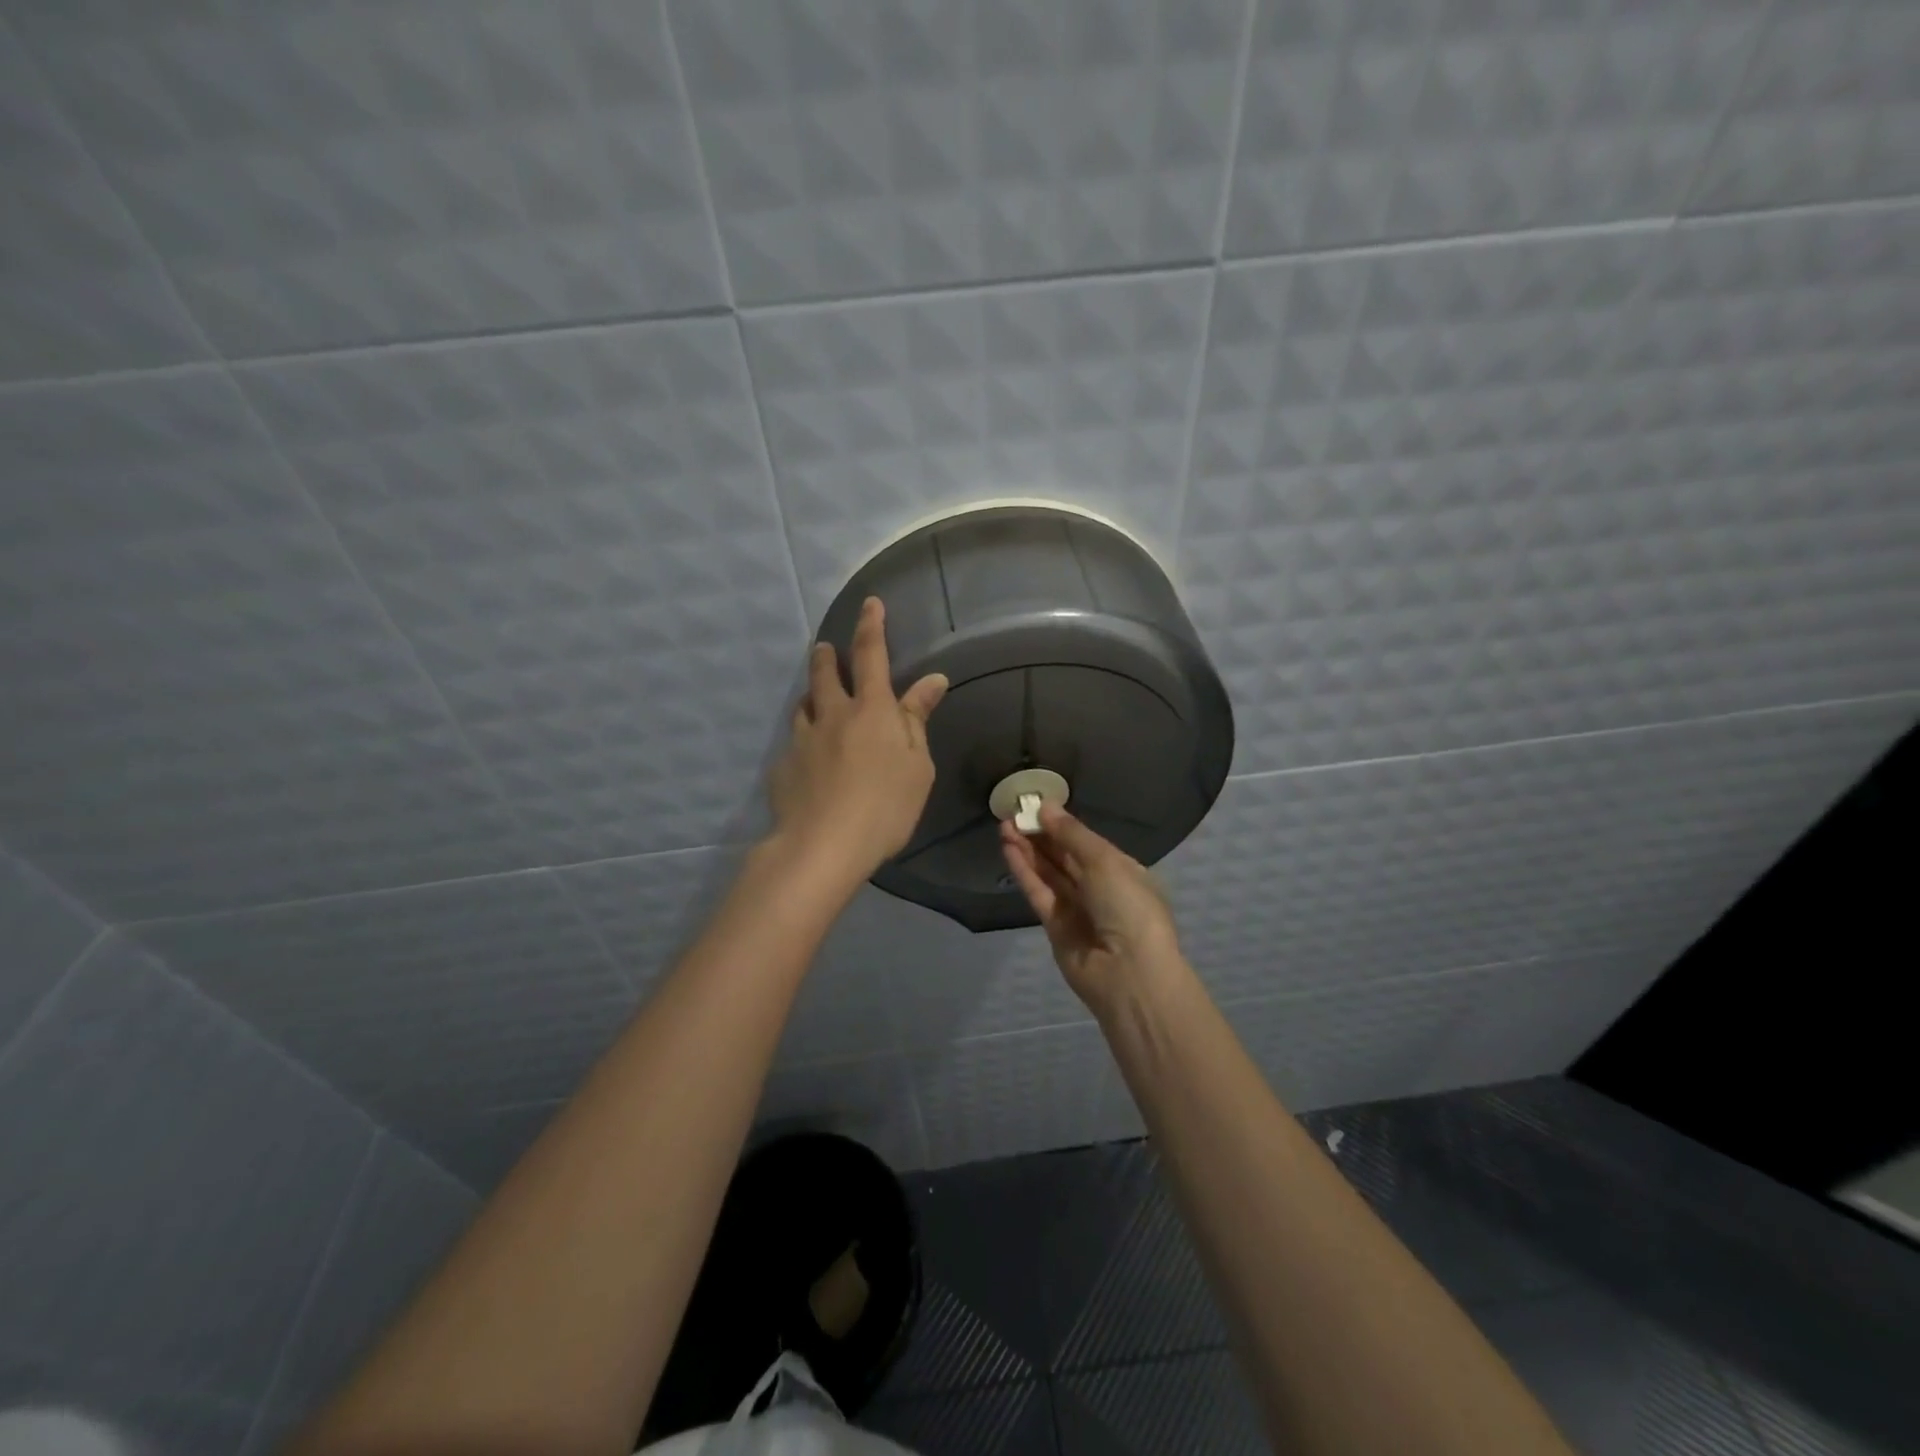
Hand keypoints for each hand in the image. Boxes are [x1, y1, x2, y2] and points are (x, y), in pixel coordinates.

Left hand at [768, 597, 948, 888]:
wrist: (823, 846)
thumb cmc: (886, 806)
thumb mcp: (917, 765)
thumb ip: (918, 719)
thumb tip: (932, 679)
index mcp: (871, 710)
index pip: (872, 655)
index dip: (871, 625)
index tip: (869, 603)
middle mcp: (832, 715)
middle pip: (825, 673)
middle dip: (828, 656)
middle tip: (826, 648)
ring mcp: (802, 739)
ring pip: (804, 705)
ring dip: (812, 696)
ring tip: (816, 701)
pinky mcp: (783, 767)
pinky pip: (795, 743)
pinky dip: (804, 740)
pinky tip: (809, 761)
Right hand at [1000, 807, 1186, 1015]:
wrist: (1128, 973)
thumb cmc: (1128, 907)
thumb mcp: (1105, 862)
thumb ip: (1071, 834)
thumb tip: (1046, 806)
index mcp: (1122, 870)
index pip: (1087, 842)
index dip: (1062, 824)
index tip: (1037, 804)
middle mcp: (1100, 888)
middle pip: (1064, 856)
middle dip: (1040, 834)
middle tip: (1014, 811)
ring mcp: (1077, 908)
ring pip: (1048, 872)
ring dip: (1027, 849)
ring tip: (1004, 825)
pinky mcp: (1055, 926)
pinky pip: (1038, 892)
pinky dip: (1024, 871)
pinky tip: (1008, 849)